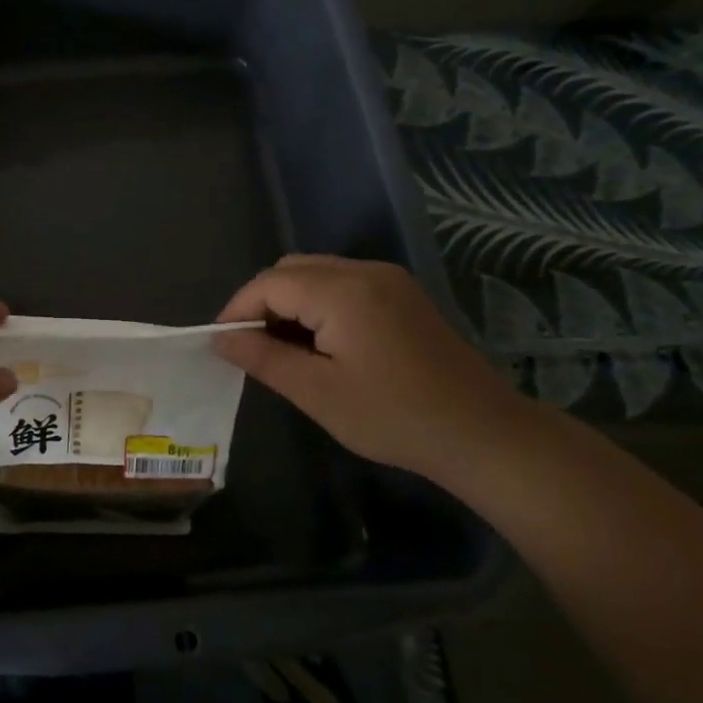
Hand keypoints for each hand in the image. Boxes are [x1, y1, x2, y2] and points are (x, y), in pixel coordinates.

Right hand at [212, 255, 538, 482]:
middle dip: (262, 303)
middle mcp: (365, 272)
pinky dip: (317, 304)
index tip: (221, 345)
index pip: (269, 283)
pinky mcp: (402, 295)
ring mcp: (388, 280)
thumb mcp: (317, 392)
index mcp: (342, 291)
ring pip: (316, 274)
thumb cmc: (393, 417)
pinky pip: (342, 284)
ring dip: (289, 303)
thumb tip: (220, 339)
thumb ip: (263, 358)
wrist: (482, 433)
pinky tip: (319, 344)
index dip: (237, 310)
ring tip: (281, 350)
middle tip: (251, 349)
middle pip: (291, 270)